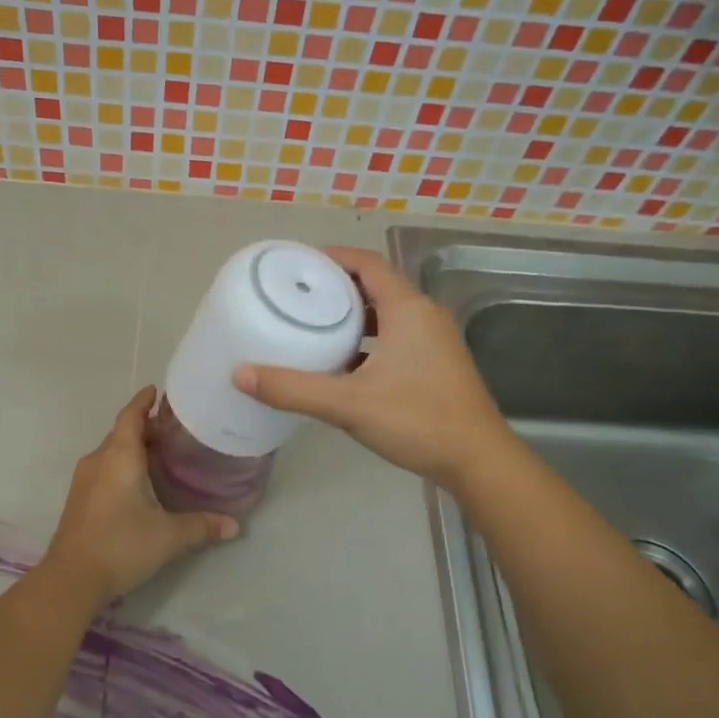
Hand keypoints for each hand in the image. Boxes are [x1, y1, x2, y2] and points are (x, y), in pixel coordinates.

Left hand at [44, 386, 238, 603]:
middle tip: (173, 428)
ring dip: (133, 447)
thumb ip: (202, 526)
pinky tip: (139, 482)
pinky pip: (104, 469)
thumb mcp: (168, 536)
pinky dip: (122, 465)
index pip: (131, 416)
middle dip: (145, 427)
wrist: (71, 579)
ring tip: (160, 453)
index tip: (157, 390)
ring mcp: (84, 480)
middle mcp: (98, 460)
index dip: (144, 402)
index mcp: (119, 456)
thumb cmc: (121, 545)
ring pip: (111, 452)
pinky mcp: (79, 499)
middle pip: (121, 433)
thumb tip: (235, 526)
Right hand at [233, 246, 508, 487]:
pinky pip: (397, 338)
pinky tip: (344, 364)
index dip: (333, 257)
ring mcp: (435, 341)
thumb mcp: (348, 404)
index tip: (298, 263)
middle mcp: (424, 316)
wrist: (477, 460)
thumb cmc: (417, 420)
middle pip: (376, 286)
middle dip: (338, 287)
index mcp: (408, 309)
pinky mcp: (437, 364)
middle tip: (298, 296)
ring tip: (315, 325)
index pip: (367, 264)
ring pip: (388, 314)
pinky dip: (369, 340)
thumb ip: (293, 388)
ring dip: (354, 316)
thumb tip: (240, 374)